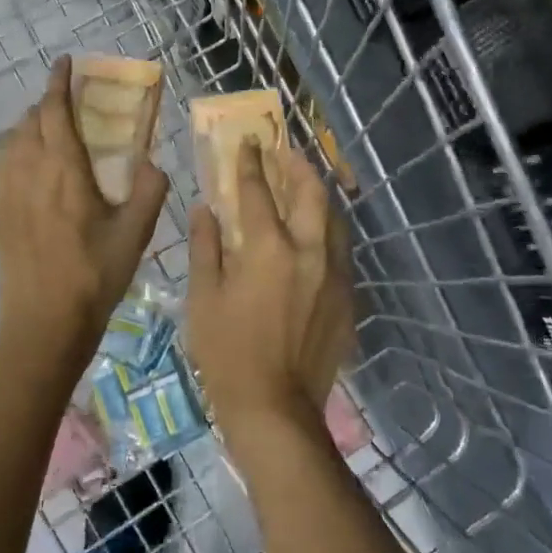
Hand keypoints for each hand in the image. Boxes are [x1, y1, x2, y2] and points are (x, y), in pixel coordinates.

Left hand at [0, 57, 168, 381]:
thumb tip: (153, 162)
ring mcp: (6, 193)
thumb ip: (150, 190)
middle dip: (47, 103)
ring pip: (12, 141)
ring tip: (52, 132)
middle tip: (69, 102)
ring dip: (30, 126)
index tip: (64, 62)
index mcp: (64, 170)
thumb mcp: (136, 233)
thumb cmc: (95, 276)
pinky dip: (18, 151)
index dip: (58, 82)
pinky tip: (34, 170)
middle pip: (29, 121)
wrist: (43, 324)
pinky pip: (3, 166)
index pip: (54, 111)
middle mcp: (29, 172)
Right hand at [186, 139, 356, 430]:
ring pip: (334, 220)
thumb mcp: (203, 298)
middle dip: (298, 167)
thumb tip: (205, 209)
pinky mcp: (348, 299)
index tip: (248, 143)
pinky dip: (326, 232)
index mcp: (269, 249)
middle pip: (312, 194)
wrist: (275, 409)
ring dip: (319, 197)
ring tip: (304, 186)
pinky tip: (314, 237)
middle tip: (285, 153)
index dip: (251, 163)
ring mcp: (334, 276)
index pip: (260, 192)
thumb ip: (206, 247)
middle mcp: (310, 252)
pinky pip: (340, 252)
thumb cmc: (227, 354)